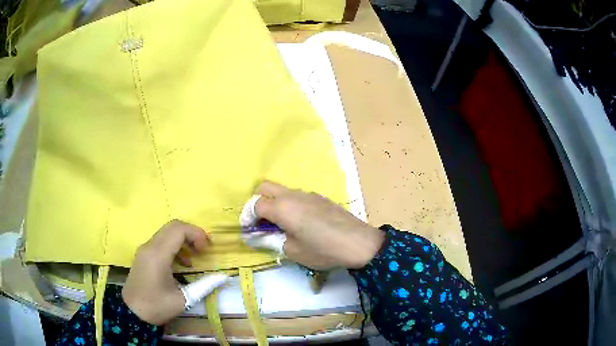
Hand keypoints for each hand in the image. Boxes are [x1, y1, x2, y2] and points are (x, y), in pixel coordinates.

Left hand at [122, 220, 212, 324]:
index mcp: (158, 254)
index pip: (178, 229)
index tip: (207, 249)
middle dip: (191, 234)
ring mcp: (145, 249)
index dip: (196, 233)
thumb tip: (223, 276)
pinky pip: (161, 241)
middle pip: (173, 227)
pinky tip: (181, 263)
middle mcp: (150, 246)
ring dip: (183, 239)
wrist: (132, 313)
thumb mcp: (184, 299)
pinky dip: (174, 245)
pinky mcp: (143, 254)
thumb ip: (204, 285)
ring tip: (195, 256)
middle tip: (203, 249)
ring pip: (166, 232)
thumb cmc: (157, 306)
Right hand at [254, 181, 383, 269]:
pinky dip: (290, 204)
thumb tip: (261, 236)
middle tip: (262, 222)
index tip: (249, 230)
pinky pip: (297, 195)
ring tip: (282, 224)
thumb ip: (273, 240)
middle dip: (257, 202)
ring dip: (275, 202)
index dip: (248, 217)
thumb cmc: (322, 250)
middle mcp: (293, 195)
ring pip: (282, 190)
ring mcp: (308, 194)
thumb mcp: (293, 251)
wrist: (358, 243)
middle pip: (265, 187)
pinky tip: (301, 222)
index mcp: (282, 208)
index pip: (255, 205)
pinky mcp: (320, 197)